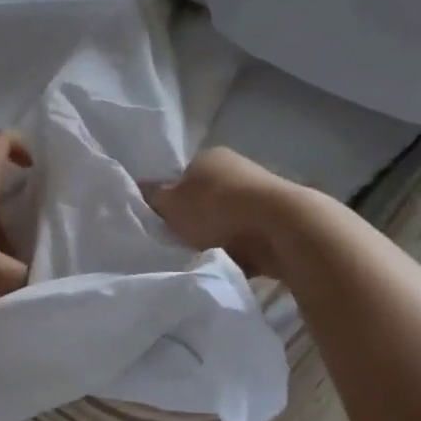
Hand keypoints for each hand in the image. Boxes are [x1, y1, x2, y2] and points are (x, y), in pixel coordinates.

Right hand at [144, 147, 308, 280]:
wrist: (281, 228)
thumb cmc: (217, 208)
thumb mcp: (171, 204)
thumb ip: (152, 197)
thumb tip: (139, 188)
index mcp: (208, 156)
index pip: (179, 175)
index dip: (168, 198)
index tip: (161, 221)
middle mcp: (234, 169)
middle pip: (202, 199)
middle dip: (192, 221)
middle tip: (178, 241)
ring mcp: (258, 194)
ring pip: (224, 220)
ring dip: (215, 237)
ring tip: (203, 256)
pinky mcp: (276, 221)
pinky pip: (246, 239)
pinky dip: (237, 251)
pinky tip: (229, 263)